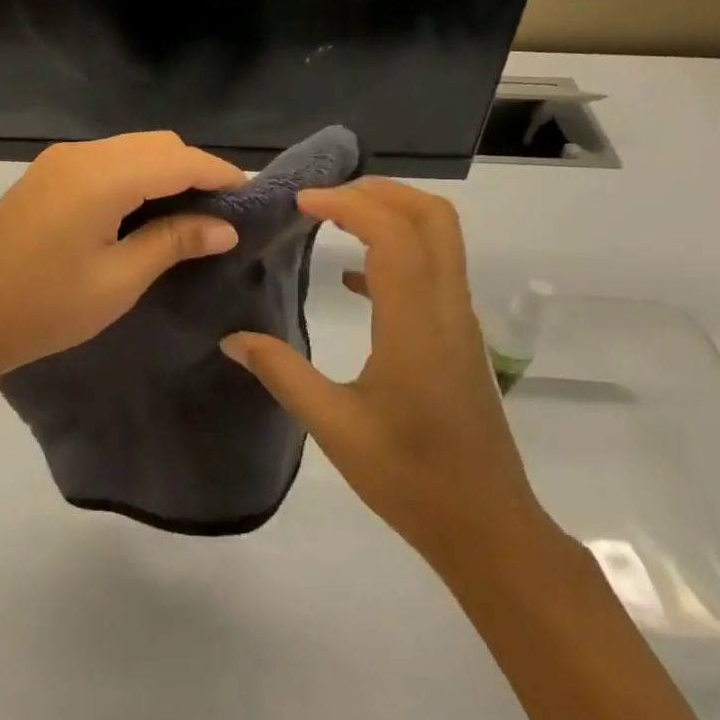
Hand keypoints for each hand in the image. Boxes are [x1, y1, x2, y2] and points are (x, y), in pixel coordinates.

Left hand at [0, 132, 245, 386]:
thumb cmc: (44, 308)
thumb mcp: (118, 280)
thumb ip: (174, 242)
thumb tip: (223, 226)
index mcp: (102, 176)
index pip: (180, 159)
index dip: (220, 175)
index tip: (251, 199)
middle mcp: (80, 154)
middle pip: (156, 144)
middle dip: (194, 170)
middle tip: (220, 214)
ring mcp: (56, 162)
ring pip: (130, 148)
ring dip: (163, 171)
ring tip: (187, 215)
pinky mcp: (43, 176)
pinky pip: (104, 161)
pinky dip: (134, 176)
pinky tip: (142, 211)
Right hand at [221, 178, 555, 574]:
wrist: (486, 526)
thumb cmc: (409, 477)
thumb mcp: (333, 426)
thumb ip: (281, 373)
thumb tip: (233, 339)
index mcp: (415, 324)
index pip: (393, 233)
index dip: (348, 205)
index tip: (301, 203)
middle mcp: (446, 309)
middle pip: (433, 217)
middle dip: (380, 192)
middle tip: (325, 198)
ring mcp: (458, 323)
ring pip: (440, 239)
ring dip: (392, 215)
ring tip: (334, 221)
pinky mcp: (458, 339)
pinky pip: (433, 272)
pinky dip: (396, 253)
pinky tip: (352, 279)